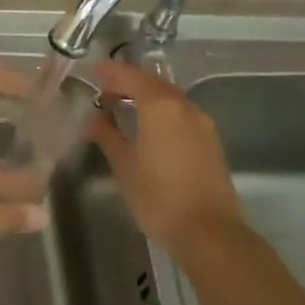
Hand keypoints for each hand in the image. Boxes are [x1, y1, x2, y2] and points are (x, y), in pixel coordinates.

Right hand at [89, 59, 241, 249]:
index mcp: (159, 106)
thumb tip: (94, 118)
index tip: (92, 70)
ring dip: (147, 96)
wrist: (209, 233)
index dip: (110, 71)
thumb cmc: (158, 197)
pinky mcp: (211, 142)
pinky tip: (150, 127)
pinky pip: (181, 114)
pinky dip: (162, 111)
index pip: (130, 76)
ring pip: (170, 98)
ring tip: (125, 107)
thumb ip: (107, 135)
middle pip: (153, 83)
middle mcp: (184, 107)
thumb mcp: (123, 165)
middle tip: (105, 90)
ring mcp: (202, 124)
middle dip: (129, 82)